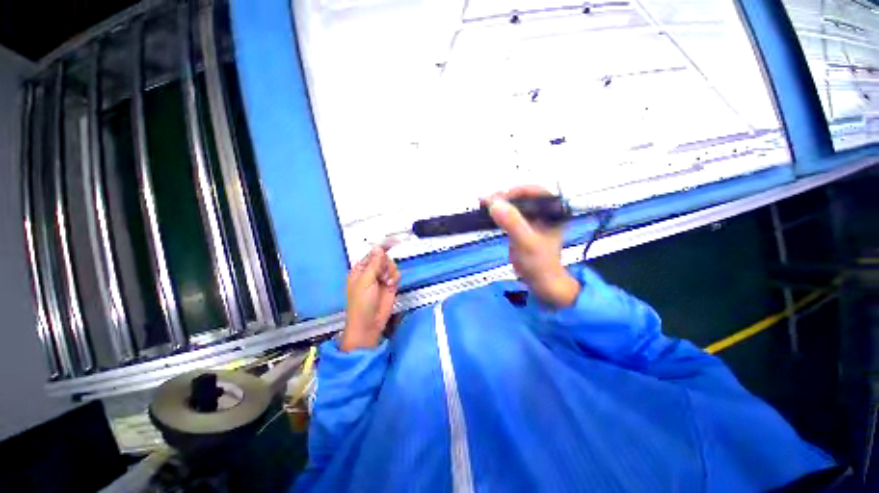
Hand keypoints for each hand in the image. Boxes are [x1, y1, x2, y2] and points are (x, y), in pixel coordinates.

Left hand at [341, 246, 400, 350]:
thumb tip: (378, 248)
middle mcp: (371, 272)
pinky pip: (396, 274)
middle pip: (384, 258)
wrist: (370, 322)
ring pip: (391, 265)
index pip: (372, 254)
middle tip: (381, 274)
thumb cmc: (361, 303)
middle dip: (385, 264)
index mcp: (360, 269)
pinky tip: (390, 285)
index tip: (392, 241)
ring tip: (385, 282)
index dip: (381, 248)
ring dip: (390, 272)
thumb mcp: (365, 281)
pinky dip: (395, 277)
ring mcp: (381, 278)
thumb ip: (374, 264)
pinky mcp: (390, 284)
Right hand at [483, 186, 580, 307]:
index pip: (535, 191)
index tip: (499, 198)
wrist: (540, 282)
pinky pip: (510, 214)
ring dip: (500, 204)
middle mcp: (544, 212)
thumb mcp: (526, 241)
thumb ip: (512, 222)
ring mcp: (532, 219)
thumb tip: (493, 203)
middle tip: (487, 201)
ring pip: (515, 205)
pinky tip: (488, 212)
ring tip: (484, 204)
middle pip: (523, 196)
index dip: (517, 191)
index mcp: (552, 211)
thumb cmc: (538, 262)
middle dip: (505, 197)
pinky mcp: (522, 227)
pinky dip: (498, 213)